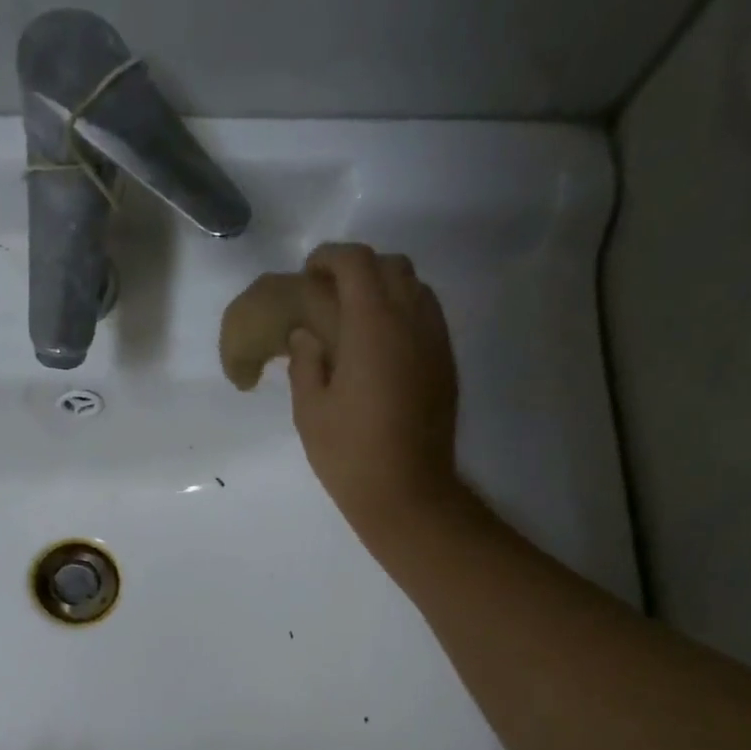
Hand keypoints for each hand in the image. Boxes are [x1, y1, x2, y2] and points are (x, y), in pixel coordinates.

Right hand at [287, 243, 463, 556]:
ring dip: (383, 288)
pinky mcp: (445, 362)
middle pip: (391, 265)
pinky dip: (402, 311)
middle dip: (357, 268)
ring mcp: (435, 340)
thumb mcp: (310, 411)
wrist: (407, 491)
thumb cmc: (349, 454)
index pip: (356, 264)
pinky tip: (379, 343)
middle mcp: (411, 321)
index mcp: (373, 327)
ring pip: (415, 287)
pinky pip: (426, 315)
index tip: (308, 273)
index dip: (329, 258)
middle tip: (328, 294)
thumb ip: (305, 362)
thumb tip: (307, 334)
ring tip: (354, 317)